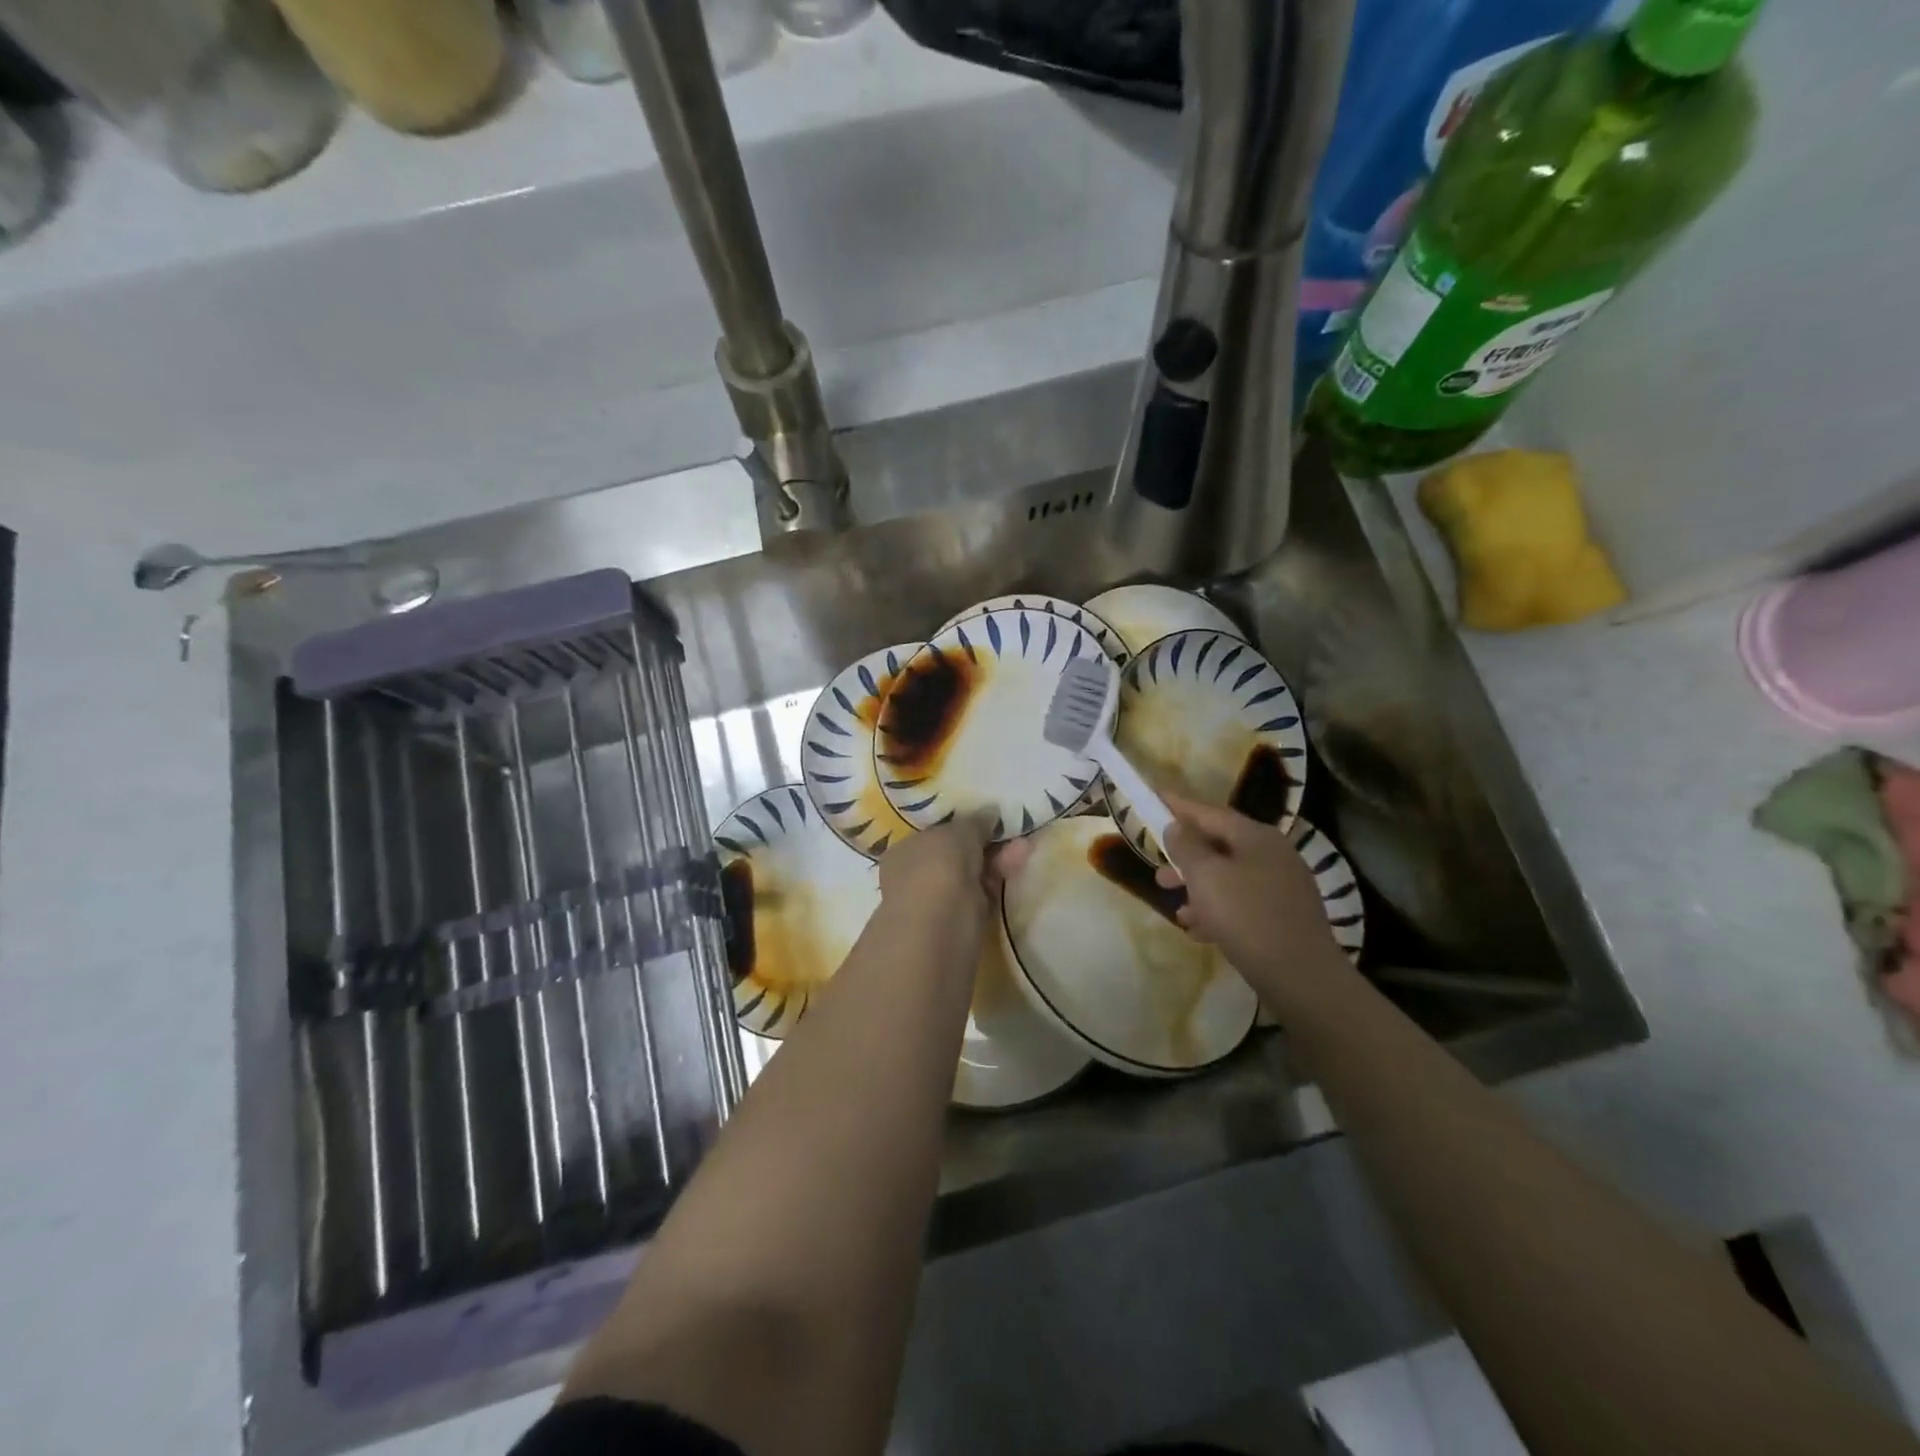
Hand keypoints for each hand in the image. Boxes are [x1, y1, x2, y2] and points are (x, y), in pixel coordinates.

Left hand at [877, 812, 1031, 919]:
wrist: (938, 931)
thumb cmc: (937, 869)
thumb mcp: (958, 833)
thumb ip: (975, 822)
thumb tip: (989, 811)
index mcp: (903, 851)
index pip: (934, 834)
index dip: (961, 825)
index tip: (988, 819)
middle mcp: (915, 877)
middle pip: (956, 855)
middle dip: (985, 844)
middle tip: (1012, 831)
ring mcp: (937, 903)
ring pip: (972, 876)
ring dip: (997, 860)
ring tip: (1025, 845)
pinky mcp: (961, 924)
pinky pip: (983, 896)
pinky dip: (999, 880)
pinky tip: (1019, 862)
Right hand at [1156, 795, 1345, 1006]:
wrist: (1302, 977)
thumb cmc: (1247, 917)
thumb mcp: (1206, 877)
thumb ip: (1186, 847)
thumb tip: (1177, 827)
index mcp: (1257, 837)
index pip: (1210, 812)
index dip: (1179, 806)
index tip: (1154, 797)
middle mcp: (1274, 855)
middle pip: (1220, 847)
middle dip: (1186, 861)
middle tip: (1159, 874)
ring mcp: (1283, 888)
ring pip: (1230, 879)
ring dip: (1199, 891)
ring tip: (1178, 911)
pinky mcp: (1285, 918)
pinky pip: (1243, 905)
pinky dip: (1218, 912)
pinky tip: (1200, 932)